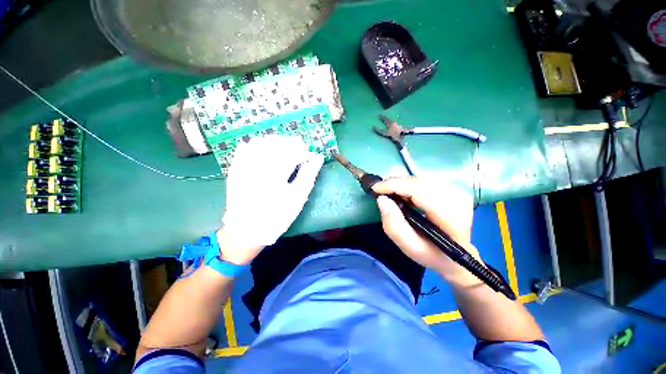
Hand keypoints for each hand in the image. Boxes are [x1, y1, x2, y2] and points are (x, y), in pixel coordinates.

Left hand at [219, 135, 323, 263]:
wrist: (246, 230)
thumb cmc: (277, 216)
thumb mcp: (297, 199)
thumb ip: (308, 175)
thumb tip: (317, 157)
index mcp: (276, 174)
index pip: (291, 151)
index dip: (302, 150)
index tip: (308, 155)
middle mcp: (258, 166)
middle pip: (275, 143)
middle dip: (290, 143)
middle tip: (299, 148)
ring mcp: (243, 166)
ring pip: (260, 142)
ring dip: (275, 142)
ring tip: (284, 148)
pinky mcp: (235, 169)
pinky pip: (244, 148)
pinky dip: (257, 144)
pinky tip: (265, 149)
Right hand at [372, 177, 482, 285]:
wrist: (457, 256)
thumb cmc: (432, 254)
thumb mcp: (409, 247)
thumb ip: (394, 225)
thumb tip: (382, 199)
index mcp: (451, 217)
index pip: (419, 191)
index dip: (395, 185)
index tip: (375, 187)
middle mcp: (457, 199)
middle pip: (418, 182)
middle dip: (395, 184)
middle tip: (378, 191)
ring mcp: (457, 191)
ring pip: (419, 179)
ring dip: (401, 184)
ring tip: (388, 193)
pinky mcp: (452, 188)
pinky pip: (423, 181)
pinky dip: (408, 185)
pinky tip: (402, 193)